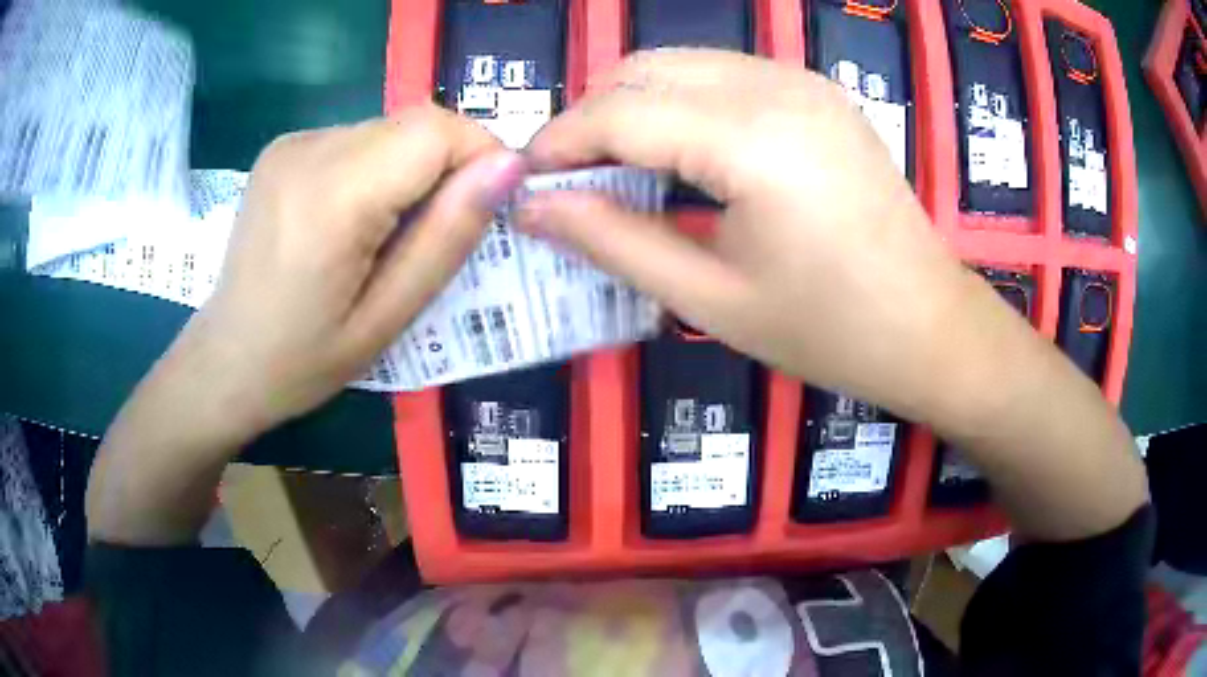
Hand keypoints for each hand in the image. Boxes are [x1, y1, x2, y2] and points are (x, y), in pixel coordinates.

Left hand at [186, 106, 524, 436]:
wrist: (225, 360)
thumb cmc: (304, 360)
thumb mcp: (388, 318)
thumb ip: (447, 237)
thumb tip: (507, 167)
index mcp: (333, 196)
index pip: (436, 130)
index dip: (479, 156)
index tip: (485, 208)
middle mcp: (309, 150)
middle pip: (414, 123)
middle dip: (447, 166)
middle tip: (435, 232)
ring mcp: (291, 143)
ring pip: (389, 128)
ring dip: (410, 169)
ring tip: (387, 234)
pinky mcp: (283, 147)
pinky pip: (357, 138)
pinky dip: (377, 168)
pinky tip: (353, 218)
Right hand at [520, 49, 1145, 539]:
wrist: (929, 327)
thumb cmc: (829, 331)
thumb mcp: (711, 300)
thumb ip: (613, 241)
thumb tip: (533, 207)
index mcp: (754, 141)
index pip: (621, 114)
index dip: (560, 143)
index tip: (524, 181)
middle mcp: (776, 87)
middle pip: (644, 70)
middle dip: (590, 117)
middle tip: (568, 179)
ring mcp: (802, 81)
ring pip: (680, 63)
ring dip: (631, 104)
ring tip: (614, 168)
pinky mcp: (817, 91)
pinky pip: (722, 73)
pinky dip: (678, 101)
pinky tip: (677, 152)